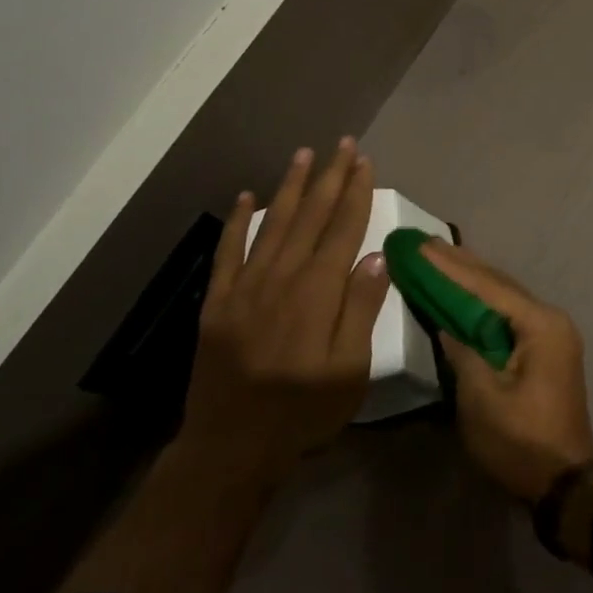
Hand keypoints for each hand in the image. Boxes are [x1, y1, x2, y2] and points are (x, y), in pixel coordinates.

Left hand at [182, 140, 386, 480]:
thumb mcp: (349, 371)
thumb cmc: (302, 412)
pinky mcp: (218, 302)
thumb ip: (361, 310)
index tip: (364, 162)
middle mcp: (281, 278)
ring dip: (290, 186)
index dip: (355, 193)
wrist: (230, 447)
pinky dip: (237, 221)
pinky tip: (246, 196)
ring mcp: (245, 287)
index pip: (342, 229)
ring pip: (273, 223)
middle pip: (310, 216)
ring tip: (304, 154)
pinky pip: (228, 251)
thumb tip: (373, 256)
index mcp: (317, 292)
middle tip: (342, 144)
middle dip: (329, 177)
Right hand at [426, 239, 592, 501]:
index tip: (421, 246)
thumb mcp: (481, 397)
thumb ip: (462, 351)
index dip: (451, 267)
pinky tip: (466, 294)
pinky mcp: (546, 351)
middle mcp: (551, 320)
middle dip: (462, 265)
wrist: (564, 482)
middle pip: (500, 285)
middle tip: (427, 242)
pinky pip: (510, 316)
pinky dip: (485, 303)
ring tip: (442, 256)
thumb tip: (446, 322)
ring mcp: (552, 334)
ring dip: (474, 280)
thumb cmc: (520, 441)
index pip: (488, 287)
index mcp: (540, 324)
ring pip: (506, 298)